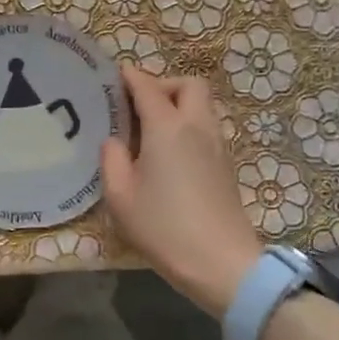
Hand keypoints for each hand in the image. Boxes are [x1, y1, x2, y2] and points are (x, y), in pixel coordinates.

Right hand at [101, 65, 260, 318]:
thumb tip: (114, 142)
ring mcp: (218, 145)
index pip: (147, 86)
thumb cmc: (164, 228)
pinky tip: (169, 154)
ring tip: (150, 131)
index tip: (114, 77)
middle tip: (138, 106)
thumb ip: (112, 160)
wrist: (221, 263)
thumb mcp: (121, 196)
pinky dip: (188, 127)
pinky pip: (207, 128)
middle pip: (188, 85)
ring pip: (202, 106)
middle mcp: (197, 127)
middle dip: (163, 85)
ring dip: (178, 106)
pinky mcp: (227, 165)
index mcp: (167, 127)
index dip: (129, 77)